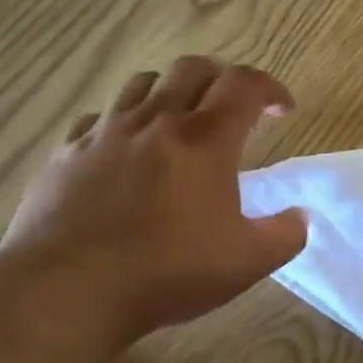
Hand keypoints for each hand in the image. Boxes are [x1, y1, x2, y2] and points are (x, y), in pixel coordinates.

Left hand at [0, 57, 306, 343]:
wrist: (63, 294)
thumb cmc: (166, 272)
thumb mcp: (248, 262)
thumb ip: (286, 234)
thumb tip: (299, 218)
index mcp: (205, 139)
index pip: (245, 84)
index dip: (271, 88)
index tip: (283, 110)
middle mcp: (156, 122)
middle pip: (192, 68)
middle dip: (222, 78)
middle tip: (235, 108)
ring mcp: (104, 135)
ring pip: (143, 83)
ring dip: (172, 92)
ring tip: (182, 122)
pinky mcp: (65, 155)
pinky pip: (98, 118)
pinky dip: (123, 123)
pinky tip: (127, 151)